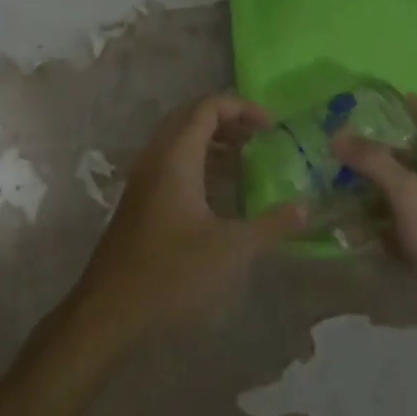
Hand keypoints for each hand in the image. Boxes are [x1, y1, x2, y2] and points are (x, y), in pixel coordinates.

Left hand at [66, 94, 306, 352]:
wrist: (110, 308)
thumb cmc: (171, 273)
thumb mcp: (231, 250)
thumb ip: (271, 225)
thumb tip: (306, 207)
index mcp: (175, 157)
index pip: (207, 107)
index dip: (242, 107)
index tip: (273, 127)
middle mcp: (156, 157)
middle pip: (191, 116)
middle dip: (228, 119)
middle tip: (261, 137)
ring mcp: (144, 178)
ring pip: (179, 139)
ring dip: (213, 141)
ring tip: (247, 159)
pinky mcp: (140, 199)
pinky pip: (171, 161)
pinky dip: (199, 161)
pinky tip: (221, 190)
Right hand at [331, 96, 416, 362]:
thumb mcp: (411, 197)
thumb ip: (375, 163)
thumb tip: (338, 134)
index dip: (416, 105)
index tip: (381, 98)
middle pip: (416, 157)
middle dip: (381, 147)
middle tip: (343, 140)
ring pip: (402, 194)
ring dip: (372, 186)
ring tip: (334, 178)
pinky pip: (396, 228)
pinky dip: (374, 224)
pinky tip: (346, 226)